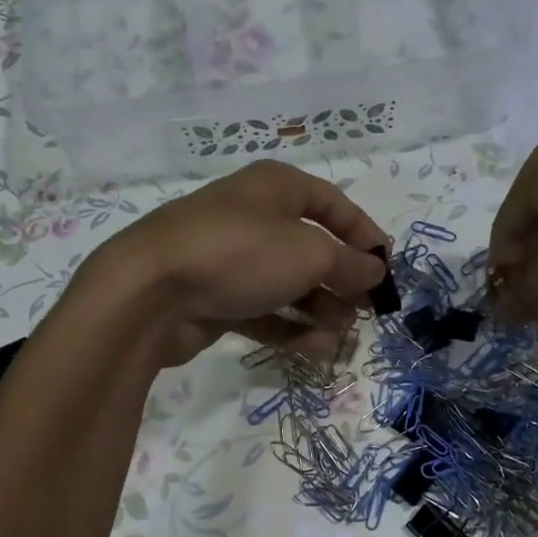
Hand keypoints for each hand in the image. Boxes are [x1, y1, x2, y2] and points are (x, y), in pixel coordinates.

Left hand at [79, 161, 388, 365]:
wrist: (149, 293)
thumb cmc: (239, 254)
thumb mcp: (309, 254)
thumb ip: (350, 264)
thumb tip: (375, 270)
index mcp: (276, 188)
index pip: (333, 204)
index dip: (364, 233)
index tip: (387, 266)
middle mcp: (254, 217)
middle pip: (312, 247)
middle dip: (342, 280)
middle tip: (364, 310)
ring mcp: (231, 259)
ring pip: (288, 283)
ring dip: (320, 309)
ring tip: (338, 335)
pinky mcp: (215, 298)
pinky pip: (264, 310)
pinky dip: (290, 327)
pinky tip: (313, 348)